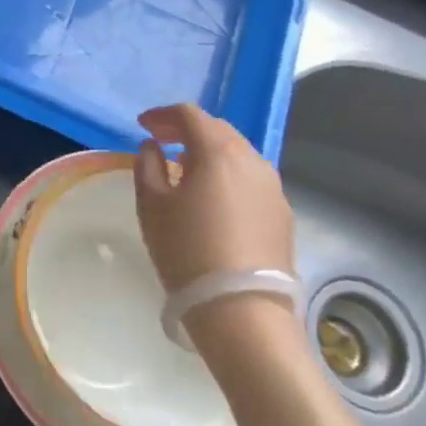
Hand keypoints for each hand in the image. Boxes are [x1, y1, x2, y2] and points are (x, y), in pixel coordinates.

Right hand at [134, 103, 293, 292]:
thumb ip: (148, 166)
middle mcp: (253, 160)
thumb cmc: (187, 251)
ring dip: (210, 153)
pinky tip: (212, 199)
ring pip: (238, 155)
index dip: (162, 115)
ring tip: (185, 170)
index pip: (190, 115)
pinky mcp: (282, 215)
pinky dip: (227, 176)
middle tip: (161, 142)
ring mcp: (273, 188)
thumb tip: (153, 147)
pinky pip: (250, 180)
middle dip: (187, 130)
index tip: (143, 125)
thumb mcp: (152, 206)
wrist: (243, 310)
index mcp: (219, 152)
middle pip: (218, 130)